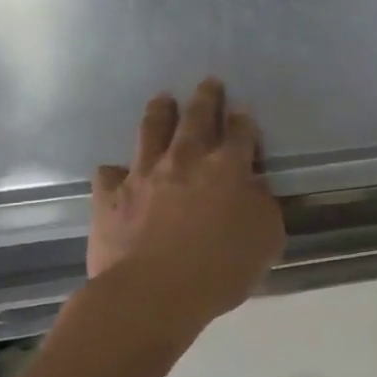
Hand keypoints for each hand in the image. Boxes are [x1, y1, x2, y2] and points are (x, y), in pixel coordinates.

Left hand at [86, 79, 285, 321]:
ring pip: (151, 132)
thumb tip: (254, 189)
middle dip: (206, 99)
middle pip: (197, 119)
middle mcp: (186, 161)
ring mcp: (144, 175)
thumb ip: (263, 207)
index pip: (241, 134)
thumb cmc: (221, 269)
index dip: (244, 121)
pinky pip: (110, 174)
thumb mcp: (266, 240)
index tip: (244, 112)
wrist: (152, 293)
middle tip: (208, 82)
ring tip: (163, 99)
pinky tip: (118, 173)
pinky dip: (117, 171)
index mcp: (228, 169)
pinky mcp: (110, 197)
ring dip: (160, 113)